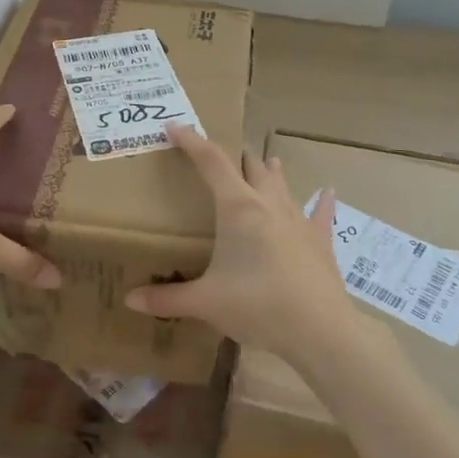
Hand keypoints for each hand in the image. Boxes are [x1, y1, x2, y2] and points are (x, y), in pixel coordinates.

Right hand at [124, 123, 350, 362]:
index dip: (191, 141)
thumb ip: (167, 298)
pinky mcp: (319, 239)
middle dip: (233, 156)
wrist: (319, 330)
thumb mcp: (205, 303)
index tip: (175, 127)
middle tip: (218, 156)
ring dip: (268, 172)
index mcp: (238, 208)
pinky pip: (320, 213)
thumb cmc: (257, 306)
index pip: (211, 161)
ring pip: (281, 184)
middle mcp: (268, 203)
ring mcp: (298, 219)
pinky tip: (327, 192)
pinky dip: (320, 201)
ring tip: (263, 161)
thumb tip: (130, 299)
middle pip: (250, 166)